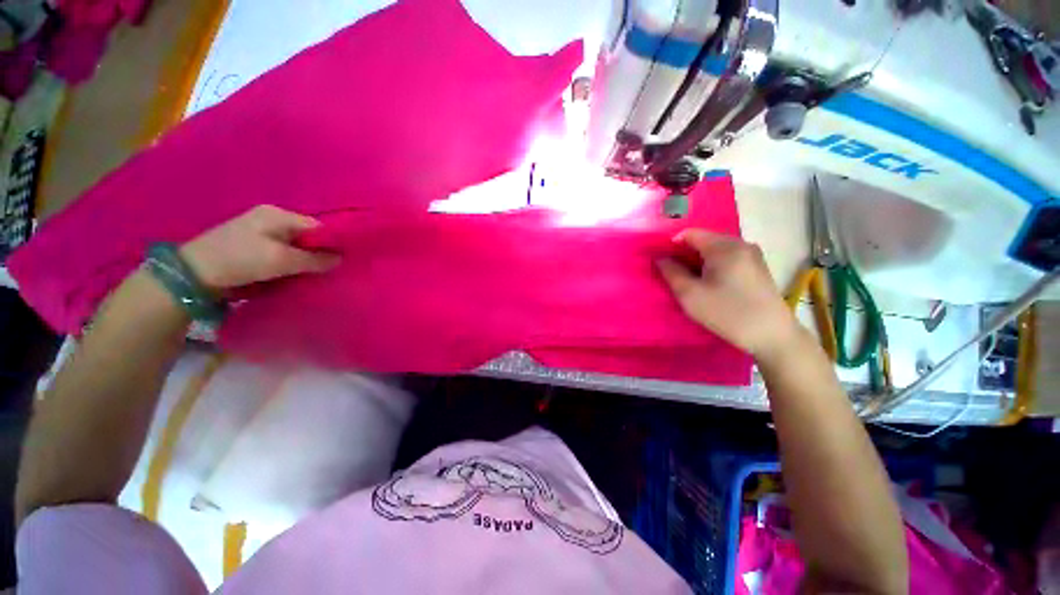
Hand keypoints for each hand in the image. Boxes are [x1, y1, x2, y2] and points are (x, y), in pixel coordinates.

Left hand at [179, 205, 339, 291]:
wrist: (194, 274)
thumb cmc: (240, 260)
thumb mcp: (281, 260)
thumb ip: (314, 259)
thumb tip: (341, 259)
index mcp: (278, 214)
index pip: (317, 226)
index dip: (332, 242)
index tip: (343, 260)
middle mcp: (271, 218)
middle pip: (307, 235)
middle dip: (319, 252)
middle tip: (329, 269)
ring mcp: (260, 231)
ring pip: (296, 245)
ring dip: (305, 259)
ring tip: (315, 274)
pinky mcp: (253, 245)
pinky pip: (283, 252)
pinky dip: (292, 262)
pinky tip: (295, 273)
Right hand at [656, 229, 802, 359]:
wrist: (773, 336)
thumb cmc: (728, 313)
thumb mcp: (690, 295)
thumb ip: (671, 273)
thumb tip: (661, 258)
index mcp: (725, 247)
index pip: (690, 233)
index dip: (671, 245)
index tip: (663, 264)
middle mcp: (741, 243)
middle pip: (703, 240)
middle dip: (685, 255)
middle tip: (674, 276)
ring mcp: (752, 255)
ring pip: (715, 250)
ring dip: (698, 262)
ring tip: (691, 282)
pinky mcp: (757, 267)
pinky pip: (727, 258)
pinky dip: (713, 266)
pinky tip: (711, 285)